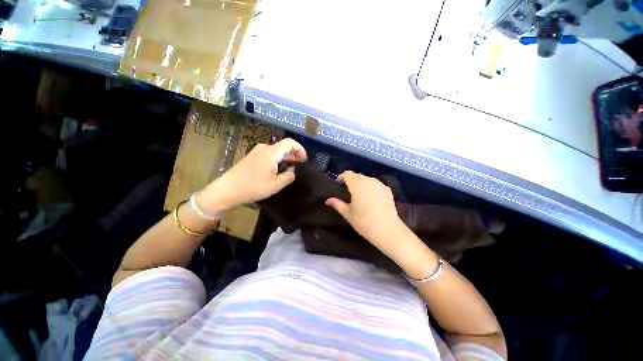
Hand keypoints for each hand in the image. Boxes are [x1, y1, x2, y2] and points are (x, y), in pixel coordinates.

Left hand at [199, 138, 306, 212]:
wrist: (227, 189)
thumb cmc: (254, 186)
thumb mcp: (276, 184)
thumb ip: (289, 176)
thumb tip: (293, 170)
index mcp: (272, 152)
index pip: (290, 143)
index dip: (300, 149)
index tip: (304, 160)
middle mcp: (264, 148)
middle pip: (283, 146)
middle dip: (294, 155)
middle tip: (300, 165)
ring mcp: (256, 151)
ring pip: (276, 151)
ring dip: (285, 158)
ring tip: (291, 168)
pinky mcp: (252, 157)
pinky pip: (269, 155)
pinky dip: (277, 160)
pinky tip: (278, 169)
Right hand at [325, 171, 406, 254]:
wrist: (388, 231)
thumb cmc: (364, 222)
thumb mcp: (348, 214)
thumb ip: (337, 204)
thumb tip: (327, 200)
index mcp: (357, 185)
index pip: (348, 174)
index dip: (342, 176)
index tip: (339, 183)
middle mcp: (369, 181)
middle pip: (357, 175)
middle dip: (351, 179)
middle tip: (347, 189)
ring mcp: (380, 185)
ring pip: (367, 179)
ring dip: (361, 182)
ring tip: (359, 193)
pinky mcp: (387, 190)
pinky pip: (376, 184)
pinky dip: (370, 186)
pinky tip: (370, 196)